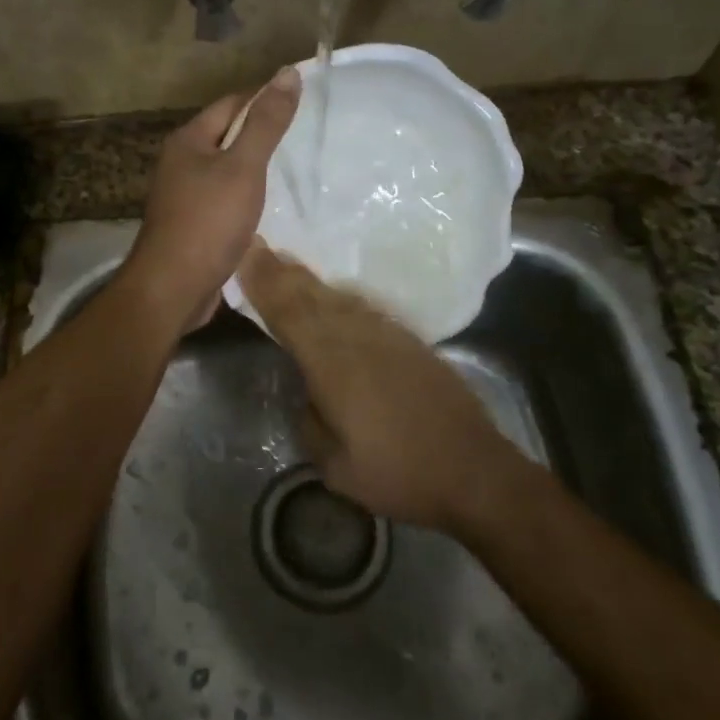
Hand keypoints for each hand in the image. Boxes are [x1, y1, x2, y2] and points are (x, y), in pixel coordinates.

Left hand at [121, 68, 301, 332]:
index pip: (231, 104)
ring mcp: (183, 195)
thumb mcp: (243, 167)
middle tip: (305, 139)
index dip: (265, 99)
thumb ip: (266, 123)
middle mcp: (180, 162)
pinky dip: (245, 198)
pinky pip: (223, 199)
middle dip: (261, 135)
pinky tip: (268, 208)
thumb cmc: (208, 222)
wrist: (172, 288)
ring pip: (226, 170)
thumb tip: (287, 72)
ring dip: (255, 170)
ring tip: (294, 171)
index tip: (303, 104)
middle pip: (227, 136)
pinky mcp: (191, 224)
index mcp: (188, 140)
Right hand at [238, 239, 524, 531]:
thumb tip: (309, 396)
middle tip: (258, 245)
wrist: (474, 472)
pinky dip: (340, 297)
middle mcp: (358, 338)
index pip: (288, 313)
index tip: (245, 254)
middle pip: (312, 296)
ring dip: (310, 280)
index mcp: (332, 363)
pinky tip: (335, 296)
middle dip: (281, 271)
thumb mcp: (335, 466)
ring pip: (339, 298)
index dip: (264, 283)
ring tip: (288, 264)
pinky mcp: (410, 343)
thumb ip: (311, 422)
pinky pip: (364, 308)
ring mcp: (388, 336)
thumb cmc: (398, 474)